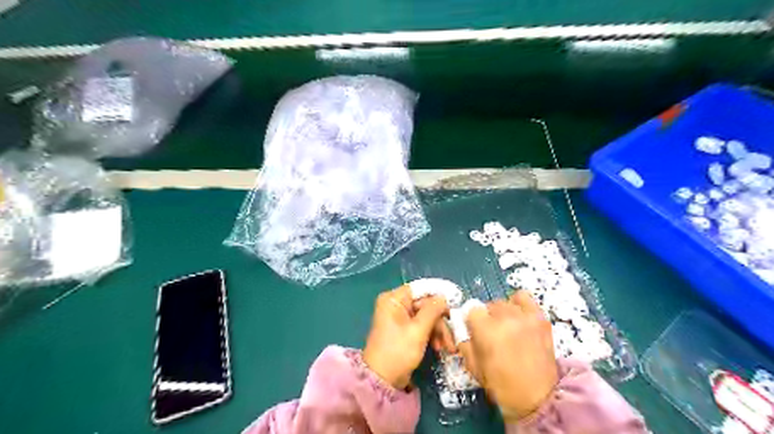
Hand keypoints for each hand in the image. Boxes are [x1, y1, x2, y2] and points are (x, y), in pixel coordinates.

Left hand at [364, 285, 447, 390]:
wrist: (382, 380)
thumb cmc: (398, 351)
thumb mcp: (418, 330)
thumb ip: (432, 310)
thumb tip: (444, 297)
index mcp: (394, 299)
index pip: (420, 289)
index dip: (438, 294)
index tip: (455, 302)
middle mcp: (395, 304)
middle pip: (425, 304)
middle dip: (440, 320)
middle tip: (452, 335)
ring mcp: (399, 317)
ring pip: (426, 316)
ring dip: (438, 330)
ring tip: (447, 347)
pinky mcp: (403, 330)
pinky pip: (422, 326)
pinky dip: (431, 335)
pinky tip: (439, 348)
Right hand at [455, 290, 560, 421]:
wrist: (538, 399)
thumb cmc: (501, 386)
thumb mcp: (473, 366)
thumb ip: (464, 342)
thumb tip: (462, 327)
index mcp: (486, 331)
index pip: (472, 310)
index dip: (472, 322)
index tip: (475, 332)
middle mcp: (505, 318)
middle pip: (488, 305)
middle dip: (487, 318)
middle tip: (492, 335)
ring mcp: (525, 316)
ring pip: (504, 302)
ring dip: (502, 313)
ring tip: (507, 328)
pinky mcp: (540, 318)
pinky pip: (523, 298)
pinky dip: (518, 304)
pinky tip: (518, 317)